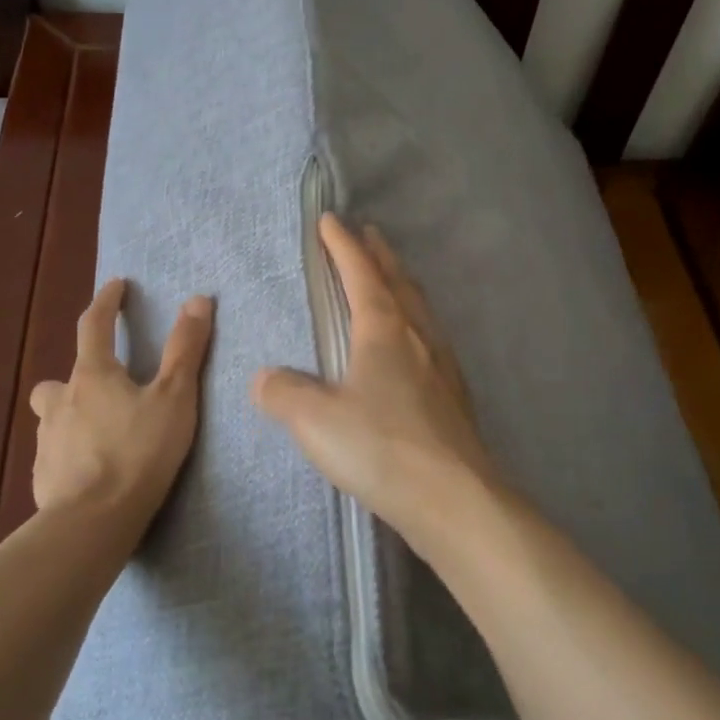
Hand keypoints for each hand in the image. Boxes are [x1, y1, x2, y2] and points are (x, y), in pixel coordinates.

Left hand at [30, 279, 213, 522]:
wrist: (93, 523)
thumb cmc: (138, 452)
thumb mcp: (174, 398)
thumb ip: (185, 350)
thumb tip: (198, 300)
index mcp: (92, 376)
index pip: (93, 325)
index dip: (106, 301)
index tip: (117, 285)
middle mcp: (61, 402)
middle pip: (60, 378)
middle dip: (79, 375)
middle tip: (105, 386)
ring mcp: (47, 441)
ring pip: (53, 417)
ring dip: (72, 416)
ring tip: (101, 433)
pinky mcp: (42, 478)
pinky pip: (55, 455)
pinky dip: (70, 454)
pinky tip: (90, 472)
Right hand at [251, 214, 499, 546]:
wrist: (455, 499)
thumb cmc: (382, 447)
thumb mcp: (315, 420)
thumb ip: (283, 393)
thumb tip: (264, 378)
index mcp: (384, 329)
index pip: (360, 273)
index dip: (342, 245)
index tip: (330, 220)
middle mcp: (417, 336)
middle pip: (398, 281)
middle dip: (379, 255)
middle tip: (369, 234)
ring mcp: (442, 364)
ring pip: (419, 308)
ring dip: (401, 284)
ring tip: (391, 278)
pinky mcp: (454, 395)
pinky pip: (430, 338)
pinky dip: (415, 321)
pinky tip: (413, 345)